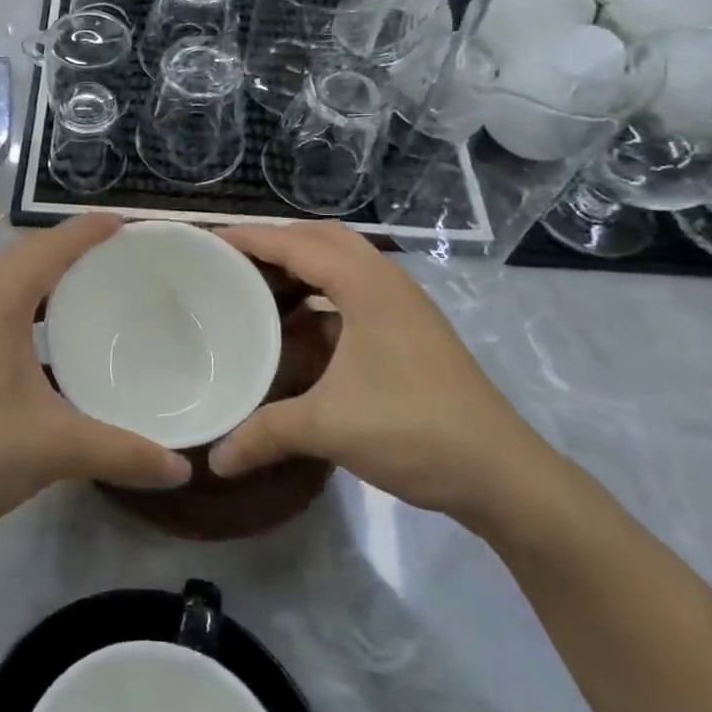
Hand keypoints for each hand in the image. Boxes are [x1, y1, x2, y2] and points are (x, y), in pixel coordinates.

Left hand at [0, 215, 190, 535]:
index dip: (90, 230)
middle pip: (28, 254)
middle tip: (122, 256)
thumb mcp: (55, 447)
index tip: (130, 224)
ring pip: (8, 279)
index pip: (51, 246)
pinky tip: (50, 336)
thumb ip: (122, 452)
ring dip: (47, 277)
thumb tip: (182, 468)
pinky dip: (27, 304)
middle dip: (73, 248)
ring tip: (93, 289)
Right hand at [208, 222, 555, 524]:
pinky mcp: (413, 330)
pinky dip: (323, 294)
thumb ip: (265, 434)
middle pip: (323, 238)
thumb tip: (215, 459)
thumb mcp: (329, 428)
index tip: (208, 240)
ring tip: (262, 286)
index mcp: (366, 286)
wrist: (503, 474)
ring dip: (303, 265)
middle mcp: (387, 282)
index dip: (250, 238)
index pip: (296, 244)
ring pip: (345, 262)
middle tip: (234, 261)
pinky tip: (302, 327)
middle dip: (277, 241)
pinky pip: (357, 290)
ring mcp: (404, 305)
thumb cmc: (413, 431)